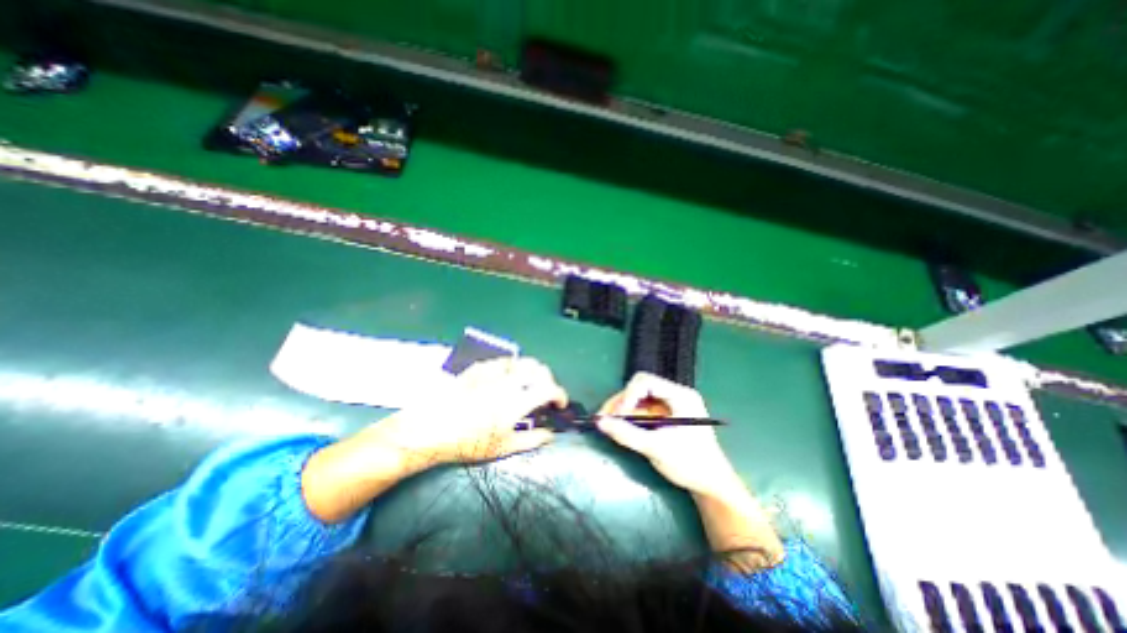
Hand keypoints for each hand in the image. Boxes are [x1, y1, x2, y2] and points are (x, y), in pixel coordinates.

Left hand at [302, 360, 567, 520]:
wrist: (430, 429)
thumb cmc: (468, 443)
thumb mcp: (503, 447)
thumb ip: (532, 439)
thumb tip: (551, 435)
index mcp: (517, 401)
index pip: (550, 389)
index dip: (560, 395)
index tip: (559, 404)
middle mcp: (509, 381)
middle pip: (539, 369)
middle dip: (548, 379)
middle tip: (543, 394)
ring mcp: (493, 371)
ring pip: (522, 360)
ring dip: (531, 370)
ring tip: (527, 384)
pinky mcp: (478, 368)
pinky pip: (502, 360)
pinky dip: (512, 367)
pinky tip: (505, 378)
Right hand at [593, 371, 747, 499]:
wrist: (711, 486)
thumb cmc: (689, 464)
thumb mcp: (656, 448)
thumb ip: (627, 434)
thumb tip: (599, 422)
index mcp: (679, 396)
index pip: (646, 382)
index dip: (627, 395)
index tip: (616, 416)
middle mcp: (674, 395)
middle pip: (640, 389)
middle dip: (621, 403)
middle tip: (604, 419)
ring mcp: (670, 406)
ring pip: (638, 400)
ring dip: (623, 411)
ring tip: (609, 425)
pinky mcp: (665, 417)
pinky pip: (642, 411)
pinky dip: (630, 419)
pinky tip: (621, 429)